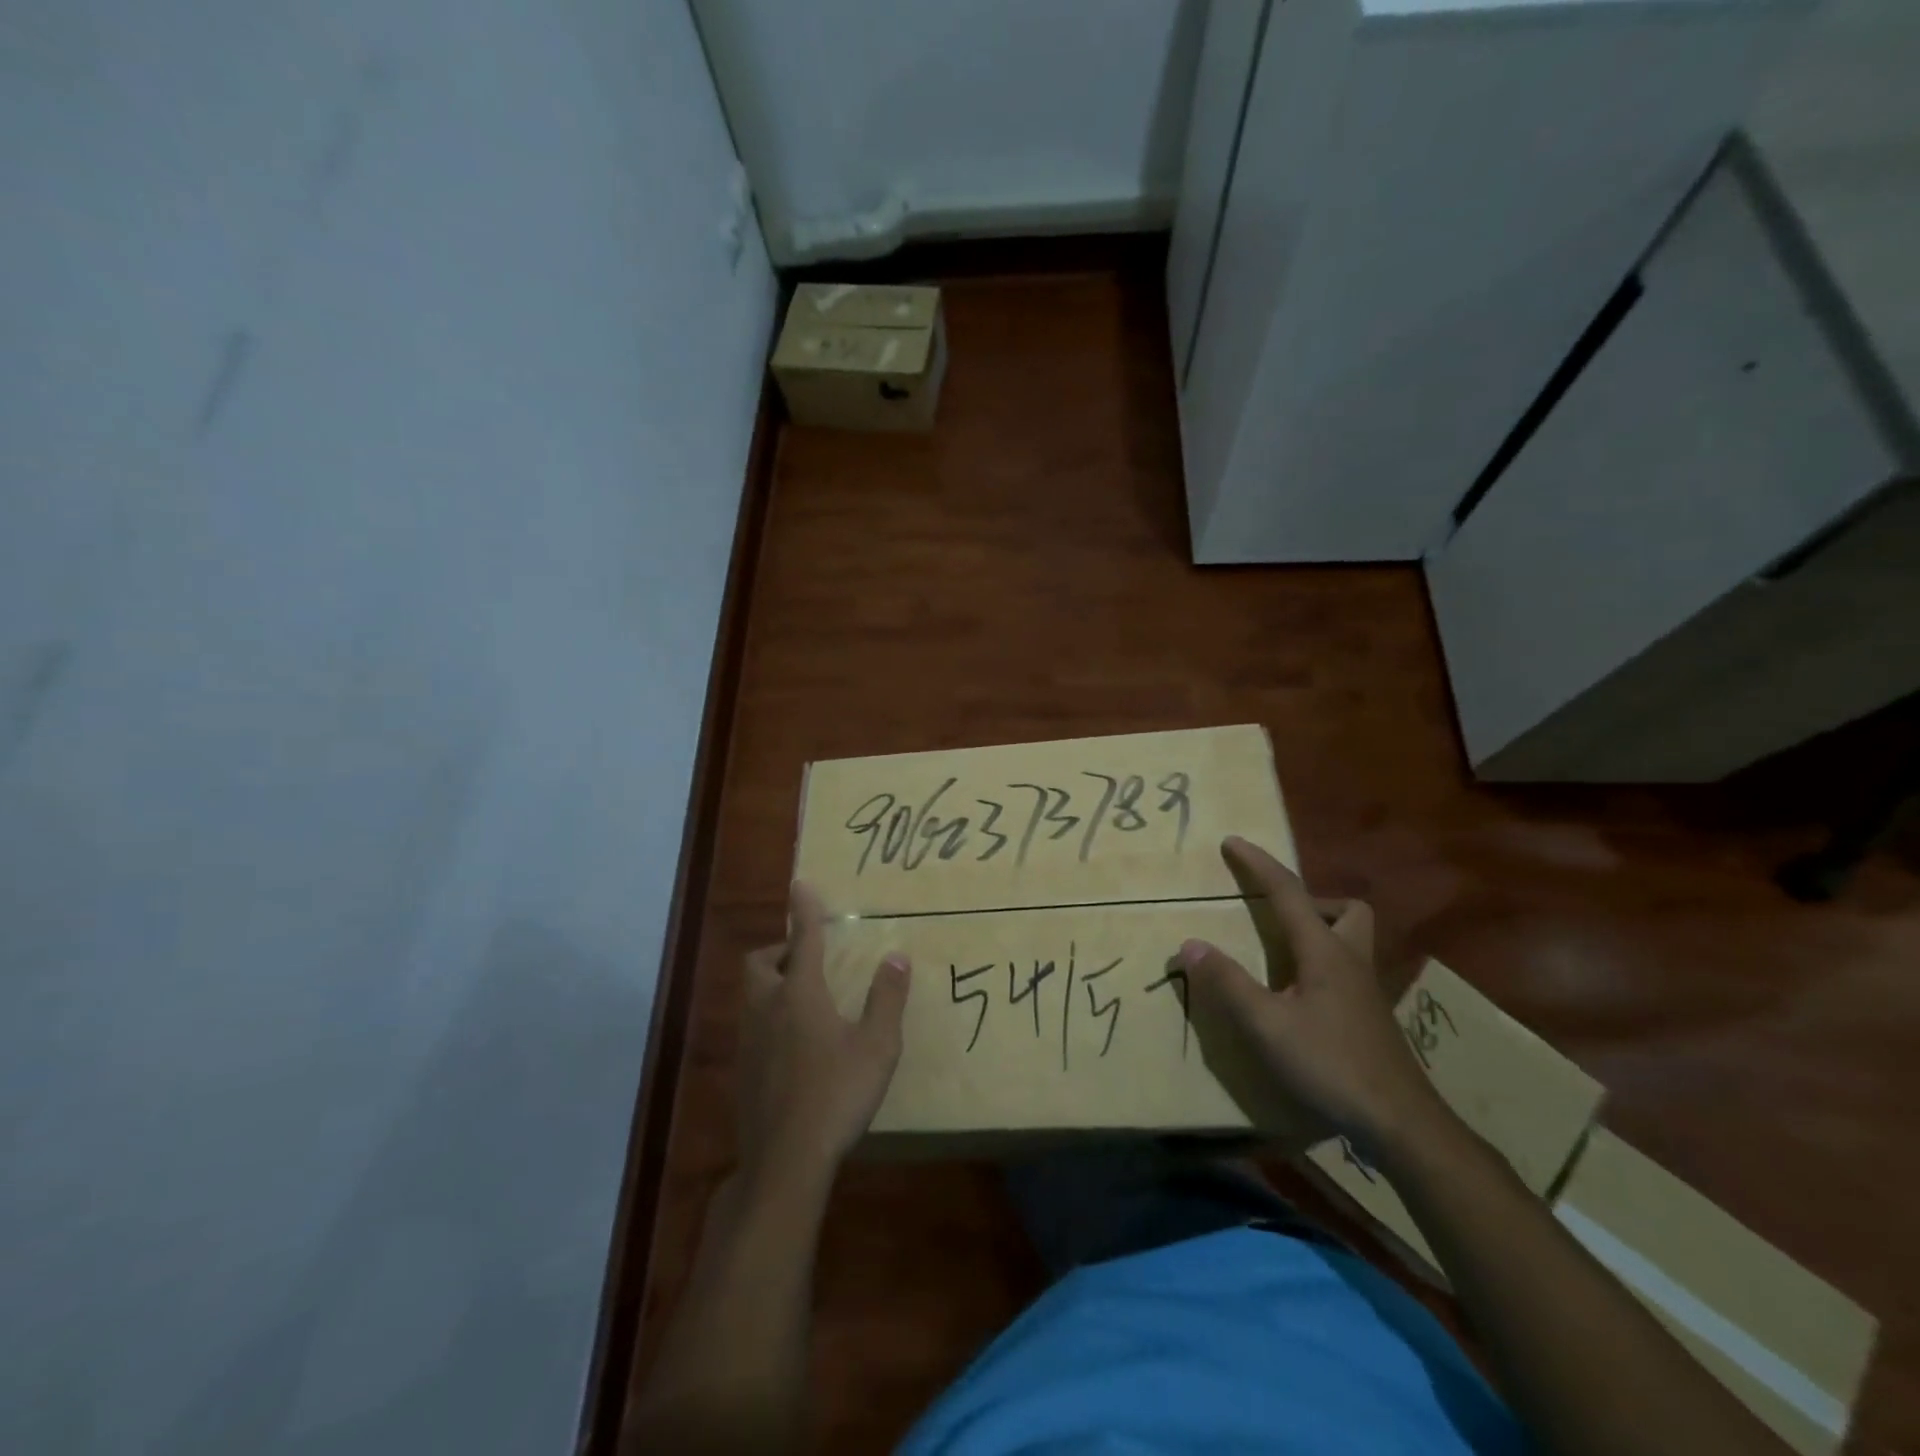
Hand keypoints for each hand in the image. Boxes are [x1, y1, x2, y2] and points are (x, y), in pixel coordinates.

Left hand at [737, 883, 909, 1187]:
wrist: (784, 1159)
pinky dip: (769, 1017)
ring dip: (772, 983)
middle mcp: (767, 1009)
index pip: (804, 940)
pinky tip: (793, 1044)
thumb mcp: (877, 1047)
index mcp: (800, 995)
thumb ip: (887, 999)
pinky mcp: (743, 1071)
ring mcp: (748, 1041)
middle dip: (779, 950)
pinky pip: (751, 1026)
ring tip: (803, 997)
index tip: (801, 884)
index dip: (805, 911)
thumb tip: (897, 957)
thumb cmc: (836, 1095)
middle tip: (806, 958)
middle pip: (760, 963)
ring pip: (751, 995)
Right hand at [1180, 836, 1445, 1158]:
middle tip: (1276, 915)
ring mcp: (1366, 991)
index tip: (1232, 842)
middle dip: (1311, 900)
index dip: (1258, 864)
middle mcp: (1350, 961)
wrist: (1401, 1124)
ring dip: (1320, 931)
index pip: (1288, 892)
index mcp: (1325, 952)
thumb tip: (1190, 944)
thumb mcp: (1266, 1025)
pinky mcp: (1370, 1018)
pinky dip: (1320, 965)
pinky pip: (1346, 970)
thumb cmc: (1330, 1065)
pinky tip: (1299, 997)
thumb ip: (1227, 983)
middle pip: (1346, 909)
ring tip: (1282, 953)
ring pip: (1352, 939)